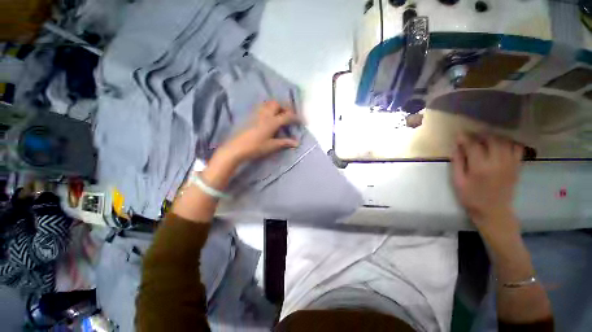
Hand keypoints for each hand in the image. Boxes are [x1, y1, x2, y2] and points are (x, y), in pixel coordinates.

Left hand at [215, 100, 299, 165]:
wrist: (237, 148)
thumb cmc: (256, 147)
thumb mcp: (272, 146)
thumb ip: (285, 142)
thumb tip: (297, 143)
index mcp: (272, 122)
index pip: (287, 116)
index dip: (296, 117)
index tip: (302, 121)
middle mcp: (265, 114)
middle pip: (277, 104)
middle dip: (285, 107)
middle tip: (290, 115)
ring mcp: (257, 114)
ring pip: (268, 103)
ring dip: (276, 106)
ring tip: (280, 114)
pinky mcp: (251, 116)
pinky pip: (262, 107)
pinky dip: (269, 108)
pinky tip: (269, 116)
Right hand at [451, 134, 523, 232]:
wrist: (494, 212)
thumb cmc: (471, 198)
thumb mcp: (458, 182)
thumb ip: (457, 163)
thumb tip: (456, 147)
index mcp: (480, 167)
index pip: (473, 145)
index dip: (465, 138)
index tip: (459, 134)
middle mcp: (498, 163)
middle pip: (492, 140)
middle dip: (480, 135)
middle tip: (472, 136)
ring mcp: (510, 164)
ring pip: (505, 142)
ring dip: (495, 137)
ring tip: (486, 139)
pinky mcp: (517, 167)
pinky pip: (517, 148)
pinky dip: (510, 143)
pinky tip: (501, 145)